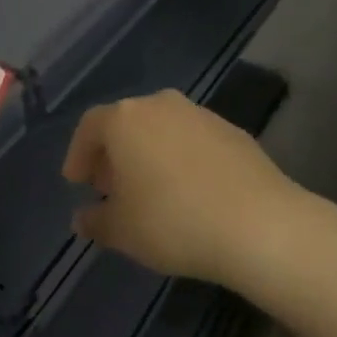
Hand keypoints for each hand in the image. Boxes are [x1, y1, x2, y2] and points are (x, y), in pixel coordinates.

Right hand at [63, 90, 302, 285]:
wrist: (259, 224)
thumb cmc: (174, 221)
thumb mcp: (122, 231)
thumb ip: (95, 221)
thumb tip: (82, 217)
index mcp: (125, 119)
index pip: (90, 127)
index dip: (78, 154)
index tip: (76, 183)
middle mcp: (160, 105)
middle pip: (126, 123)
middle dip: (113, 154)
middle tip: (110, 188)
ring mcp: (200, 114)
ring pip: (161, 129)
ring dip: (148, 154)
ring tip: (150, 191)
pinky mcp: (232, 130)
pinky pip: (192, 140)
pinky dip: (181, 158)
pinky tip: (188, 191)